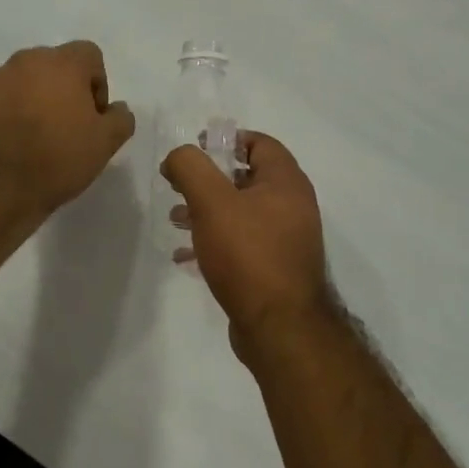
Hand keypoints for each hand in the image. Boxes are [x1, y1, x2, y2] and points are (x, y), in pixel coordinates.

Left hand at [0, 41, 135, 225]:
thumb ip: (120, 118)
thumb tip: (116, 108)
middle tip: (65, 125)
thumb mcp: (106, 144)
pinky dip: (6, 110)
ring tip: (34, 135)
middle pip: (54, 65)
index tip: (92, 116)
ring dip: (33, 97)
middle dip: (63, 88)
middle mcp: (25, 61)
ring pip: (23, 80)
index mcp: (62, 64)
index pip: (89, 55)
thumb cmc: (58, 160)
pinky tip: (9, 140)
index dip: (97, 83)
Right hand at [162, 131, 332, 355]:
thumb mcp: (212, 202)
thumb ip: (190, 168)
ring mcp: (286, 239)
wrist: (280, 327)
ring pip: (241, 212)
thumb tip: (177, 157)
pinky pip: (242, 243)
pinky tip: (186, 257)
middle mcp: (292, 206)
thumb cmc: (248, 255)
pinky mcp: (275, 268)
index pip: (260, 143)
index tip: (195, 149)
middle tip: (178, 186)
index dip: (226, 140)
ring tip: (176, 221)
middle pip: (247, 178)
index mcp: (286, 182)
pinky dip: (215, 241)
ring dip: (207, 211)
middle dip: (209, 179)